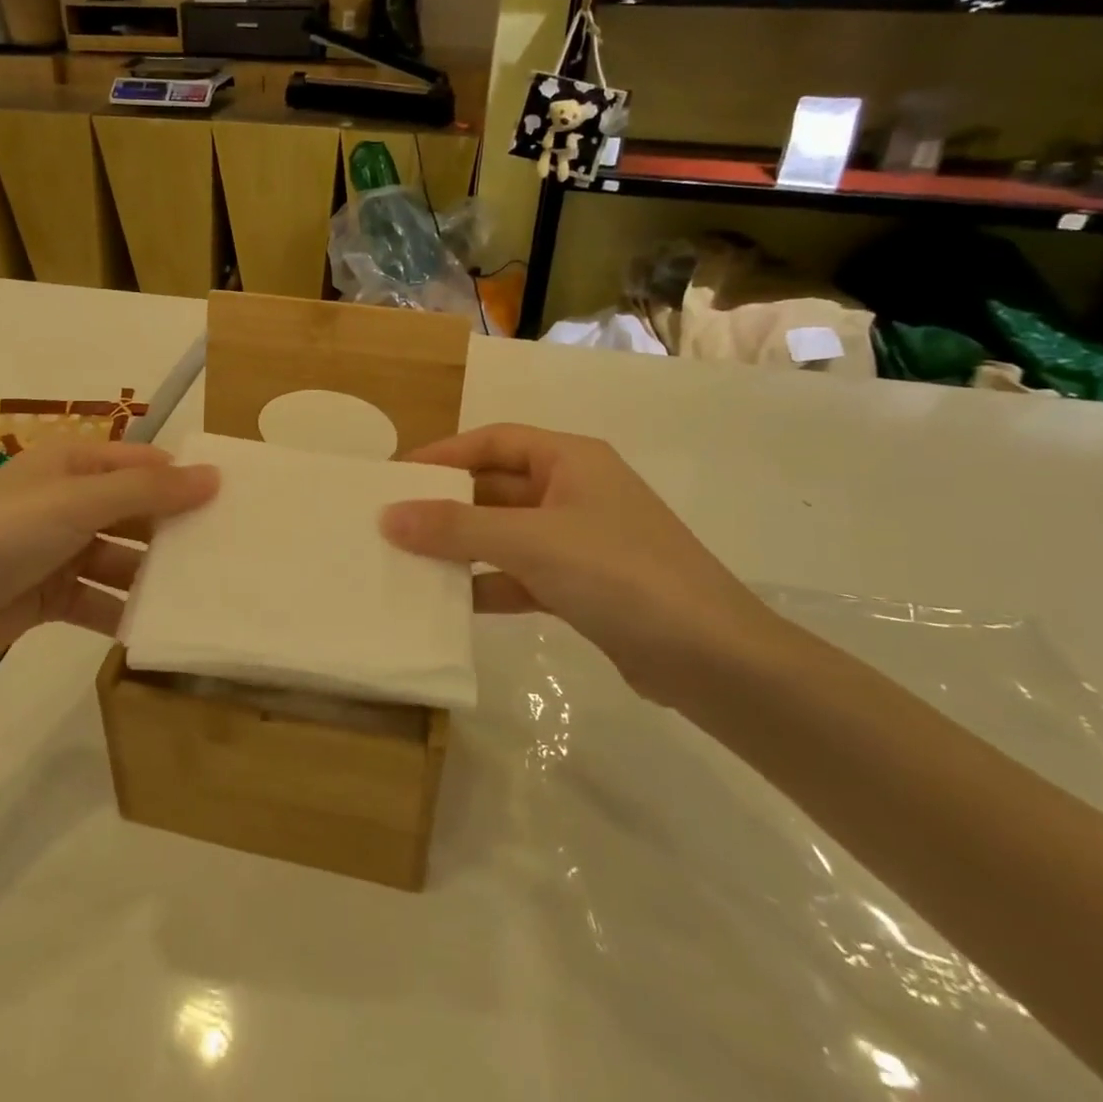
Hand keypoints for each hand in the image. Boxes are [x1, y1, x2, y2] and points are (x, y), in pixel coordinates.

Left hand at [0, 441, 217, 684]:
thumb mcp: (76, 504)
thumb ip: (148, 492)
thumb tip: (215, 475)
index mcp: (71, 465)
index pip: (143, 464)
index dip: (184, 480)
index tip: (233, 504)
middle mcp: (66, 502)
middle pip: (135, 512)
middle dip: (173, 532)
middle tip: (227, 556)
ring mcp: (55, 551)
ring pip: (120, 558)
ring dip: (150, 576)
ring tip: (198, 598)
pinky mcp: (46, 596)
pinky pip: (97, 598)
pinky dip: (121, 611)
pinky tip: (152, 629)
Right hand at [380, 424, 784, 705]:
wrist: (713, 660)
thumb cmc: (621, 575)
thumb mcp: (532, 542)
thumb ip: (457, 527)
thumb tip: (388, 516)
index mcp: (570, 460)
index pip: (493, 441)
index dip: (443, 454)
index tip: (395, 477)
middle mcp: (575, 491)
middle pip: (496, 487)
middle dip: (447, 504)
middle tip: (393, 523)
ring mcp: (580, 540)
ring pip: (506, 533)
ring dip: (463, 546)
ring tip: (410, 562)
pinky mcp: (584, 586)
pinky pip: (522, 574)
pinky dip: (489, 584)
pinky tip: (454, 603)